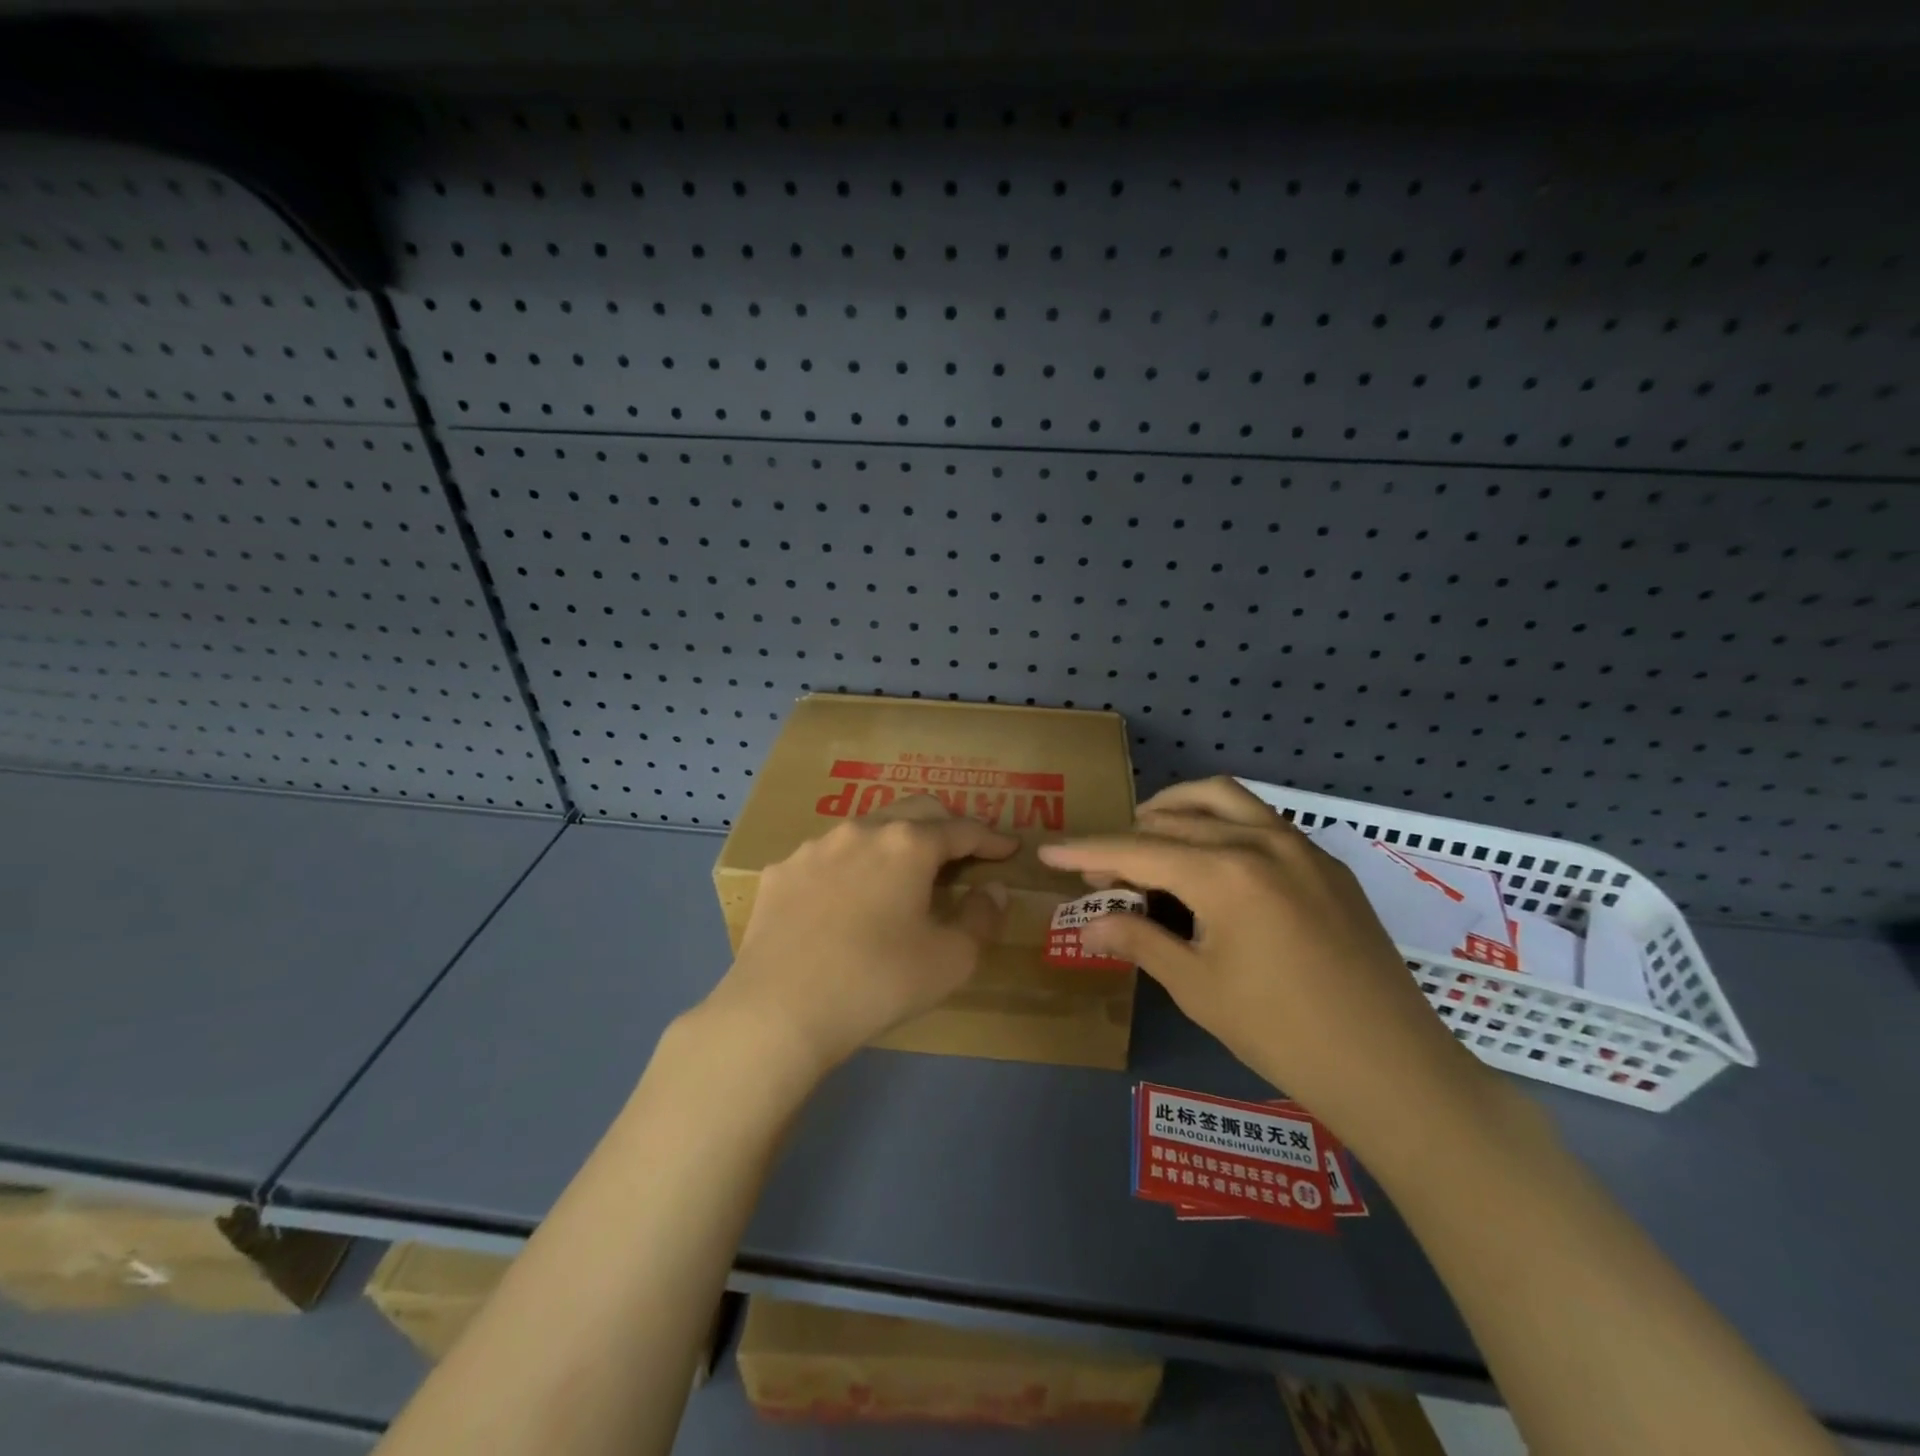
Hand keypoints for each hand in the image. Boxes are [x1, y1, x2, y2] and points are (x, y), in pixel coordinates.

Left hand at [707, 796, 1017, 1077]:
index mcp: (908, 845)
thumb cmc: (878, 982)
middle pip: (915, 810)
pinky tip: (845, 899)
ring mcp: (815, 847)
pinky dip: (849, 868)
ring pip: (866, 828)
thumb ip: (982, 918)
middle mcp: (862, 830)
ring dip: (894, 842)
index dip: (990, 839)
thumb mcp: (951, 960)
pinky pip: (826, 858)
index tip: (1008, 849)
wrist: (779, 1011)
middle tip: (962, 851)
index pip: (962, 829)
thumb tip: (991, 890)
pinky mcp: (781, 871)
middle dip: (945, 824)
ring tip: (901, 873)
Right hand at [1038, 777, 1493, 1157]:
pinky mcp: (1327, 865)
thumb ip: (1139, 940)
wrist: (1392, 1068)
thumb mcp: (1197, 987)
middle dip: (1127, 840)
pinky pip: (1260, 821)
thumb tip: (1089, 921)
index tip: (1049, 853)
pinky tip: (1211, 860)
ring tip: (1148, 836)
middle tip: (1099, 874)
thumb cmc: (1282, 1033)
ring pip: (1223, 800)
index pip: (1137, 850)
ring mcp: (1301, 847)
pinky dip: (1220, 823)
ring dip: (1176, 809)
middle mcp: (1261, 842)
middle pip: (1174, 822)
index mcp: (1225, 873)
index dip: (1087, 852)